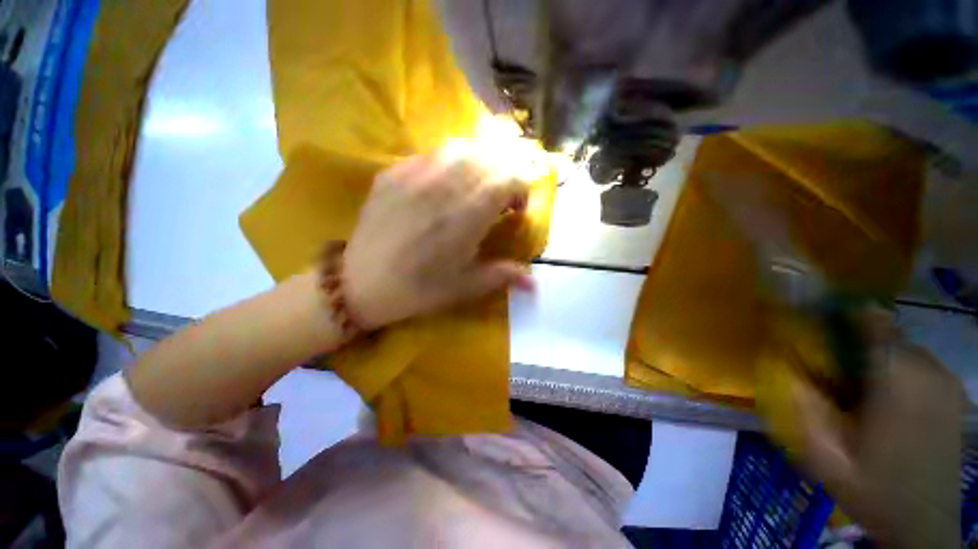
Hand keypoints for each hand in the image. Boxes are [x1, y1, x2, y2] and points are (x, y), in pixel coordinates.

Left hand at [344, 152, 532, 328]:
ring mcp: (415, 175)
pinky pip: (430, 154)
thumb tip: (535, 283)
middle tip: (500, 197)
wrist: (361, 284)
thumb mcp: (465, 287)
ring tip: (476, 185)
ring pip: (460, 148)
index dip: (521, 189)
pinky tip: (444, 183)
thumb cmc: (419, 289)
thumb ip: (502, 276)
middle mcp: (445, 187)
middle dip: (504, 173)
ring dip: (478, 163)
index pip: (508, 179)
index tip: (516, 210)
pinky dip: (448, 163)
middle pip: (488, 158)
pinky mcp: (393, 172)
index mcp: (467, 216)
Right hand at [790, 312, 964, 548]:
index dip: (839, 314)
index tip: (813, 325)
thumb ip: (803, 405)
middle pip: (885, 331)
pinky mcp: (953, 393)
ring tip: (856, 389)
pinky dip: (896, 369)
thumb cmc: (873, 489)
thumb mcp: (825, 455)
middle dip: (854, 341)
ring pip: (901, 346)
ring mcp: (946, 381)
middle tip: (830, 369)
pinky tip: (884, 399)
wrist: (924, 525)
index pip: (870, 320)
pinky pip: (917, 363)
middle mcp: (927, 370)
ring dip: (874, 356)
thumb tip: (783, 363)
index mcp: (897, 379)